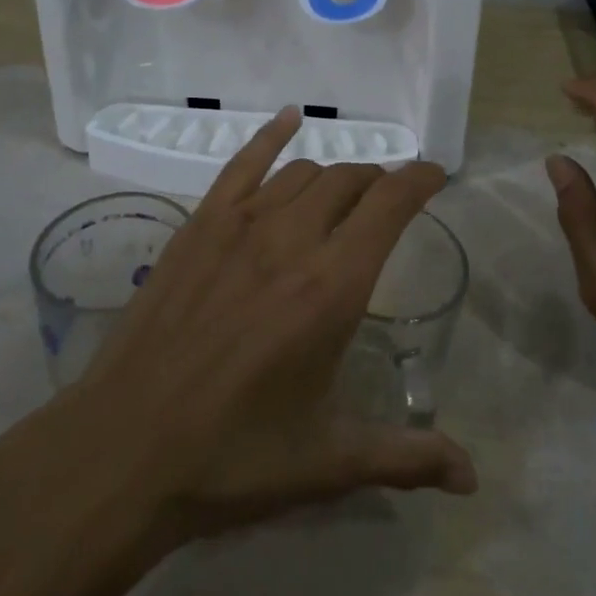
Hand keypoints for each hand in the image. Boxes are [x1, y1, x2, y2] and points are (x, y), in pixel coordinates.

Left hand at [2, 108, 476, 554]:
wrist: (123, 449)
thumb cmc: (233, 456)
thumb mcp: (328, 460)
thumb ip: (405, 456)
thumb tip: (472, 477)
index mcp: (331, 287)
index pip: (389, 205)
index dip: (419, 180)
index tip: (436, 175)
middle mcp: (291, 239)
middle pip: (349, 180)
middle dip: (378, 182)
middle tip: (388, 201)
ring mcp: (239, 224)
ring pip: (303, 172)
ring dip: (334, 175)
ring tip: (344, 191)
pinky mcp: (199, 225)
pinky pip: (242, 163)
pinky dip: (271, 135)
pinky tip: (290, 119)